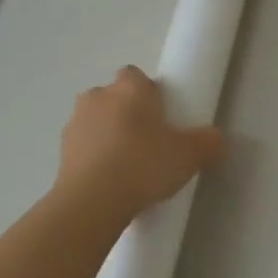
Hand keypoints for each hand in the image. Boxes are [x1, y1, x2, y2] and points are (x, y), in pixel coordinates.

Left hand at [57, 67, 222, 221]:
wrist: (93, 201)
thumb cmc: (144, 165)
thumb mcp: (190, 156)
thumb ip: (207, 143)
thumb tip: (216, 139)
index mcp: (129, 89)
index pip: (136, 76)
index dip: (149, 93)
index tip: (162, 116)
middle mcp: (98, 97)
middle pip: (114, 97)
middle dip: (128, 114)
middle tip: (149, 142)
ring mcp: (75, 123)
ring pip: (96, 122)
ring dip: (109, 135)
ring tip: (128, 166)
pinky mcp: (62, 152)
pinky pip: (84, 147)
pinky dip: (95, 157)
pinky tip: (111, 181)